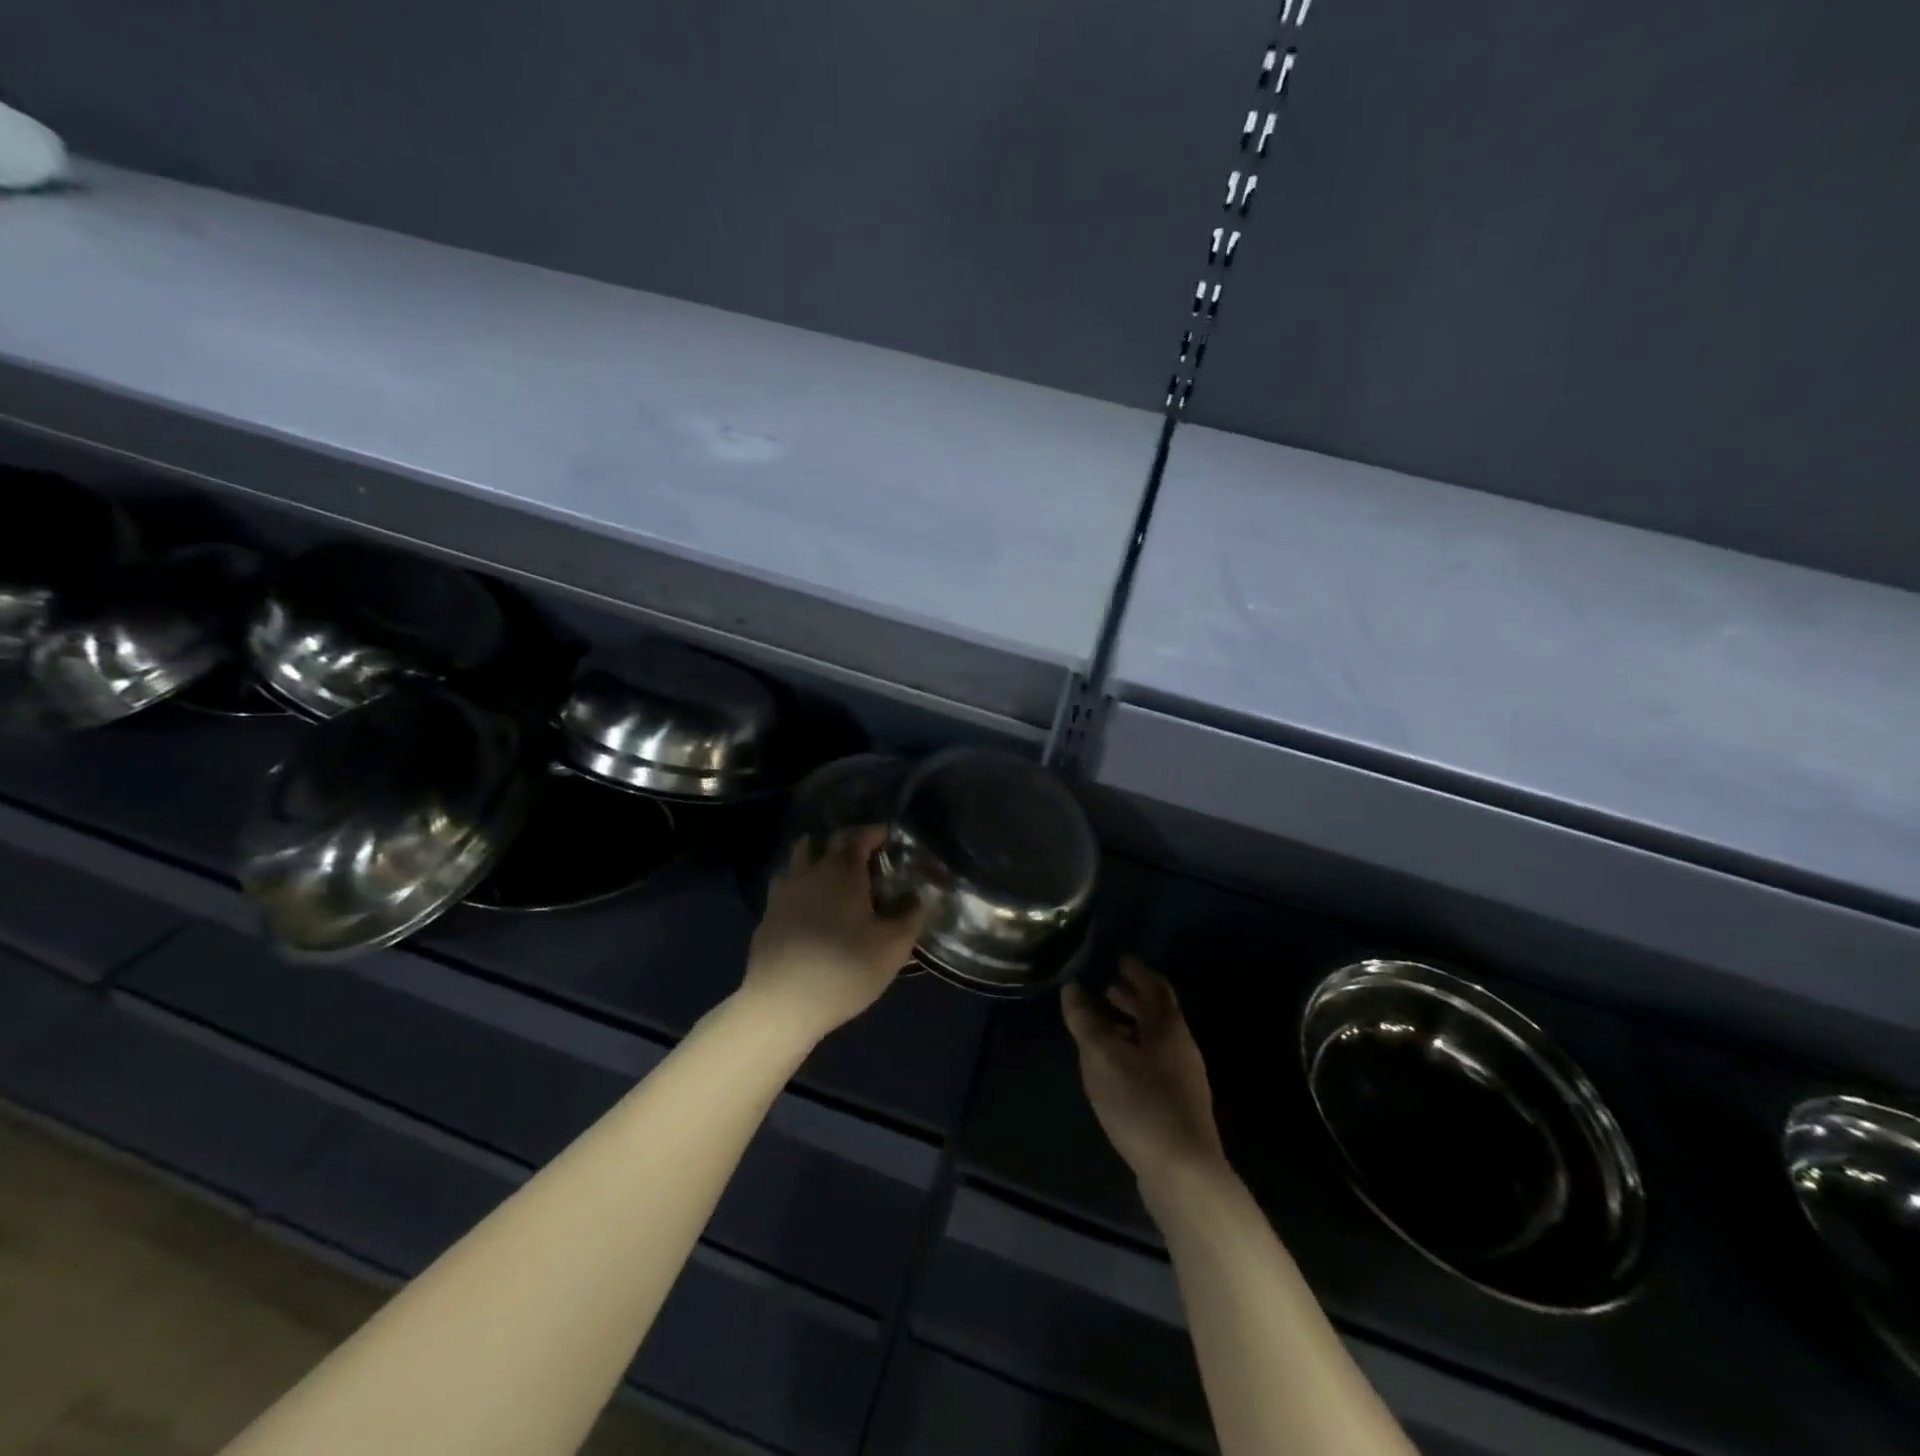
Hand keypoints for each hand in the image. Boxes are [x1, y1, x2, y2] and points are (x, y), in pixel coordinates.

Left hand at [742, 826, 924, 1043]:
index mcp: (842, 871)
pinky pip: (786, 889)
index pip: (858, 837)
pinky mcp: (766, 918)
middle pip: (824, 842)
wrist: (782, 1004)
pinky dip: (801, 888)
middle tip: (864, 857)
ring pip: (798, 861)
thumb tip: (915, 897)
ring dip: (816, 860)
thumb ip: (910, 916)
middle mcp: (809, 872)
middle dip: (845, 843)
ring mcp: (782, 894)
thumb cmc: (844, 968)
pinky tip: (810, 910)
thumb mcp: (893, 946)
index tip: (887, 836)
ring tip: (833, 878)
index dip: (874, 833)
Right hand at [1064, 958, 1225, 1190]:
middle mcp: (1182, 1049)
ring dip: (1131, 1028)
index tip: (1120, 959)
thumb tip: (1072, 988)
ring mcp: (1184, 1081)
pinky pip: (1154, 1066)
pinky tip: (1115, 1070)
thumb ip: (1086, 1021)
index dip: (1138, 972)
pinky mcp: (1179, 1109)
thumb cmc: (1141, 1104)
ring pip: (1155, 1042)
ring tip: (1104, 1028)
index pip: (1156, 988)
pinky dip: (1134, 1054)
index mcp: (1169, 1029)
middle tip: (1107, 988)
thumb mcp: (1103, 1057)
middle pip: (1158, 1015)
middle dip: (1132, 1000)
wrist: (1183, 1174)